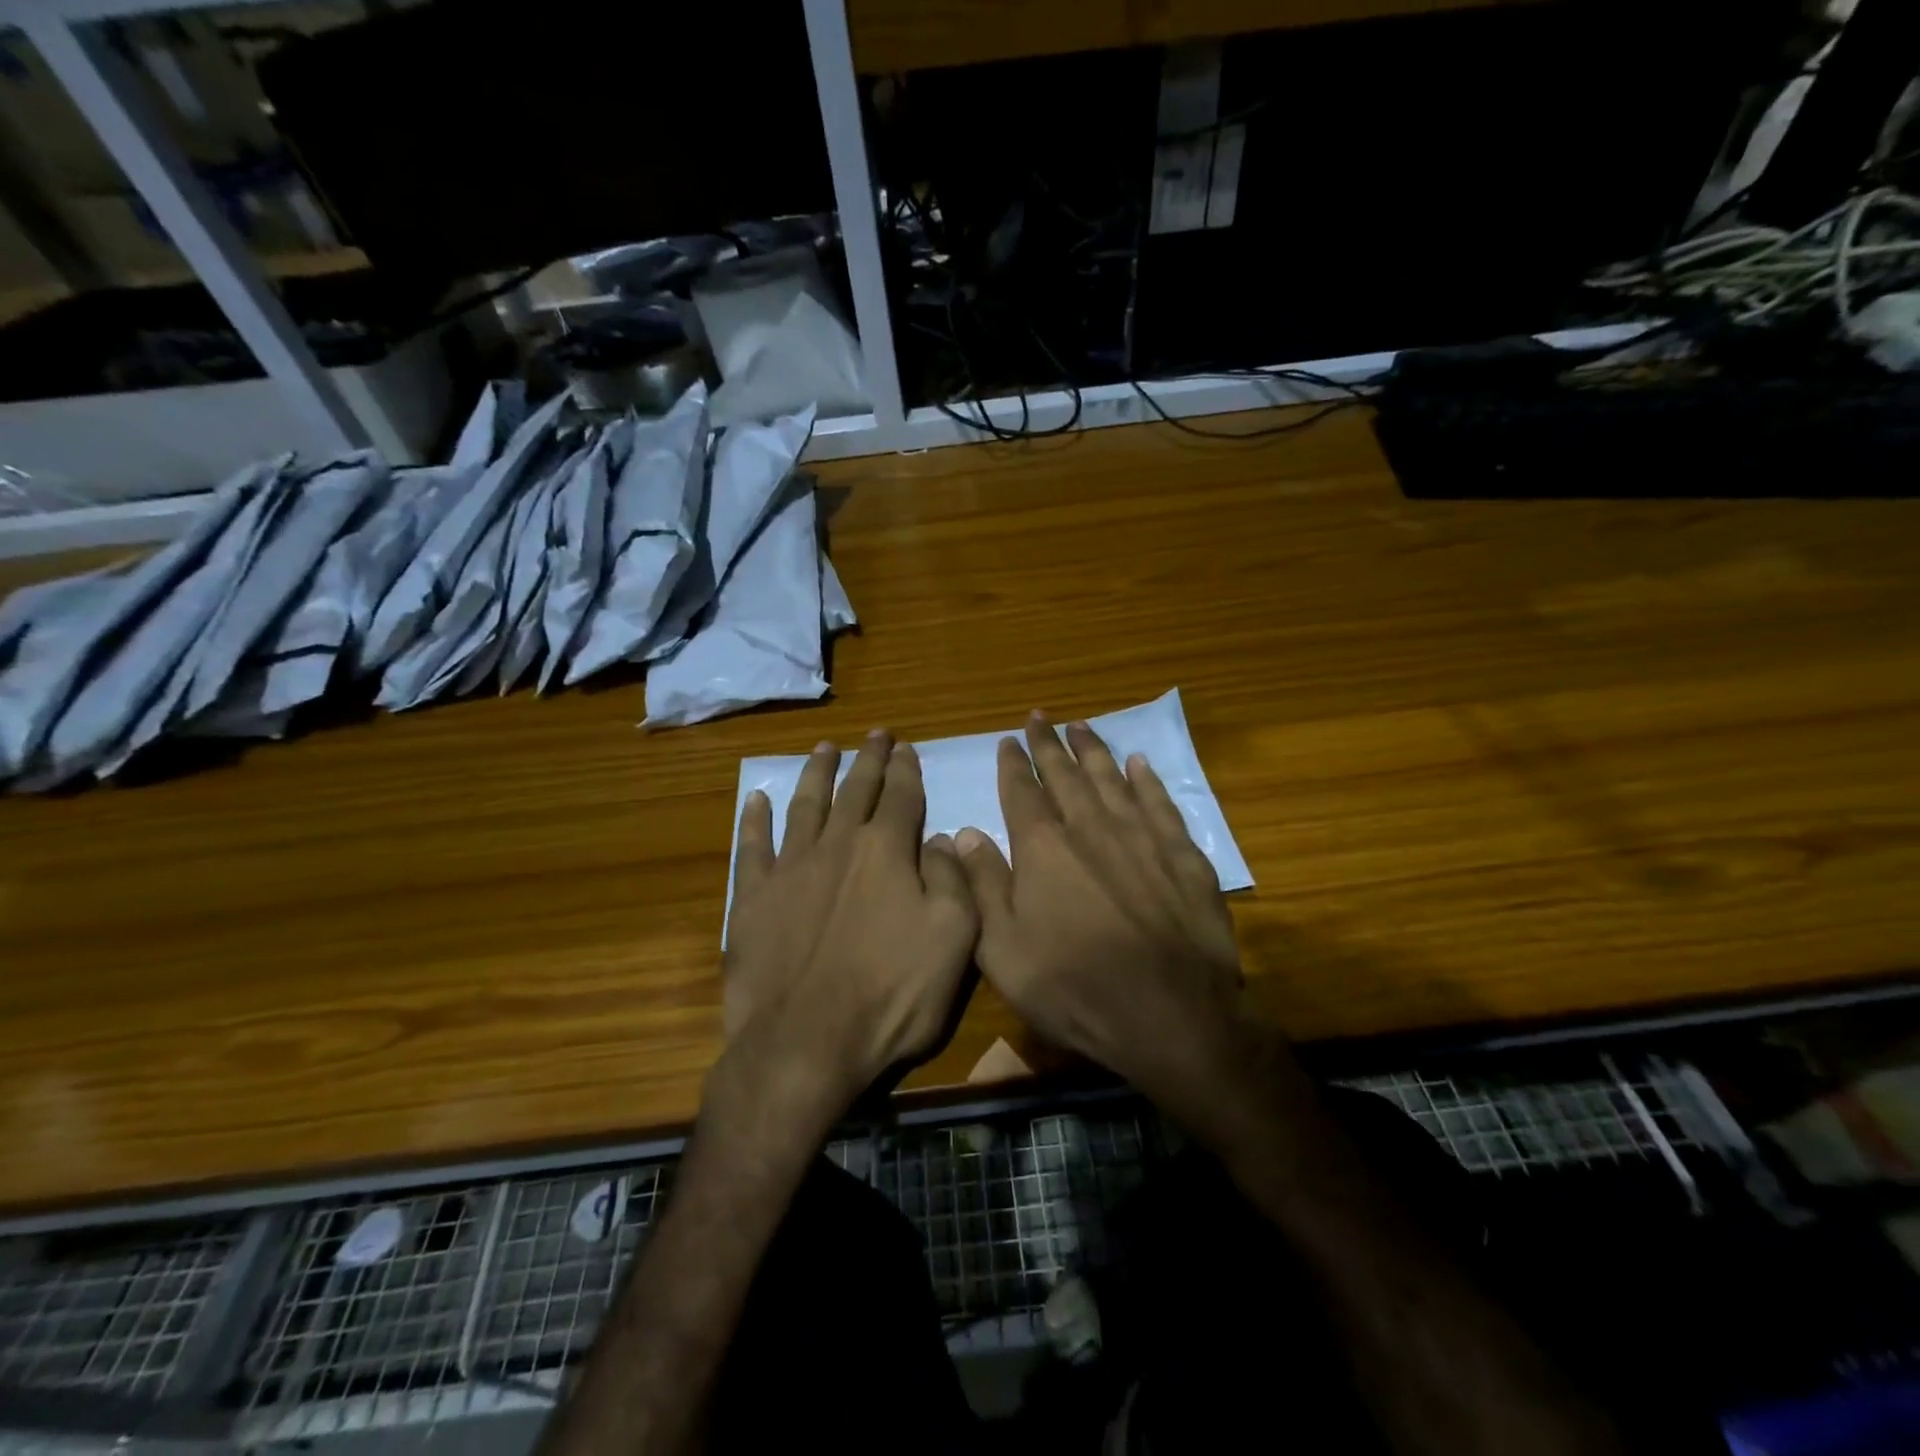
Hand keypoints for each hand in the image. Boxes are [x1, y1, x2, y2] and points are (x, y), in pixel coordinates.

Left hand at [725, 730, 978, 1100]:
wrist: (805, 1044)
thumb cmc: (891, 996)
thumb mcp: (953, 940)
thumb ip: (953, 880)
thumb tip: (943, 838)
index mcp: (887, 852)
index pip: (901, 796)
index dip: (906, 769)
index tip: (906, 747)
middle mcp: (837, 846)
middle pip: (855, 790)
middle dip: (868, 759)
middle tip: (875, 734)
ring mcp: (789, 869)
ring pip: (806, 806)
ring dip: (817, 774)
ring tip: (824, 748)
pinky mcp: (751, 898)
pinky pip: (751, 847)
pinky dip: (754, 820)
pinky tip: (757, 800)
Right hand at [955, 713, 1245, 1112]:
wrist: (1168, 1015)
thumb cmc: (1073, 987)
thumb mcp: (1003, 948)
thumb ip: (982, 884)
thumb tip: (966, 832)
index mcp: (1043, 848)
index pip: (1022, 791)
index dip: (1013, 763)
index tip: (1009, 740)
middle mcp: (1090, 828)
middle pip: (1066, 775)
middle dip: (1049, 744)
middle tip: (1040, 717)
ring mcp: (1141, 837)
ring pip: (1111, 779)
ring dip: (1093, 750)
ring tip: (1081, 726)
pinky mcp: (1182, 855)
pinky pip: (1160, 803)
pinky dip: (1146, 780)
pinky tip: (1138, 763)